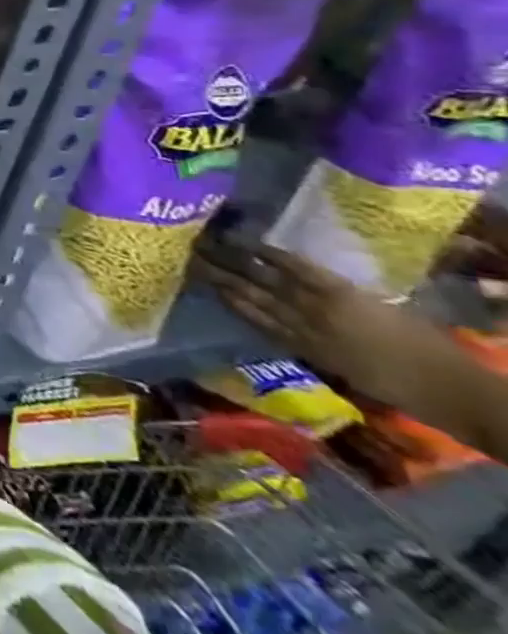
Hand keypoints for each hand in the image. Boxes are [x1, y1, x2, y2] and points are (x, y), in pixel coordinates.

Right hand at [193, 225, 460, 413]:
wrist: (447, 389)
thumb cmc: (397, 387)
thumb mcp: (343, 371)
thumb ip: (307, 345)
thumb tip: (278, 326)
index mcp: (297, 343)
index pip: (248, 312)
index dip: (221, 293)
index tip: (192, 275)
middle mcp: (298, 323)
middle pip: (249, 293)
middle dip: (217, 273)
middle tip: (186, 254)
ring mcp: (318, 307)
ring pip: (266, 280)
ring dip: (236, 261)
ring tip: (208, 245)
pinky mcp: (341, 294)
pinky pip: (300, 271)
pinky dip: (275, 257)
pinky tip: (253, 245)